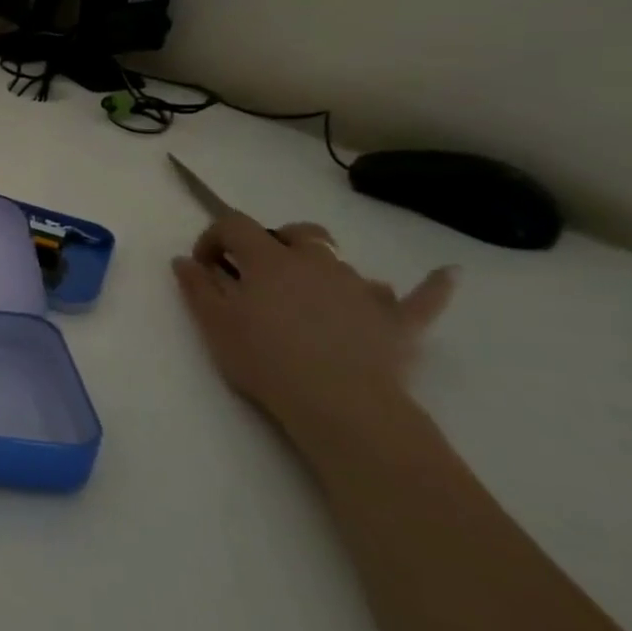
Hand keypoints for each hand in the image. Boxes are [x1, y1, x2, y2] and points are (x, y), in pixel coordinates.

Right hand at [172, 213, 455, 432]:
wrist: (341, 405)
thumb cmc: (266, 359)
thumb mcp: (214, 324)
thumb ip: (197, 287)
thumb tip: (185, 260)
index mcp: (269, 260)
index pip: (235, 225)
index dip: (214, 237)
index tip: (205, 266)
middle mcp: (317, 262)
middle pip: (296, 232)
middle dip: (273, 241)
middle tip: (256, 274)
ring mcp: (362, 288)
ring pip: (342, 260)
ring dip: (322, 266)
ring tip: (309, 291)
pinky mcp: (398, 320)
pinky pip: (421, 297)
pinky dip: (431, 284)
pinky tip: (446, 274)